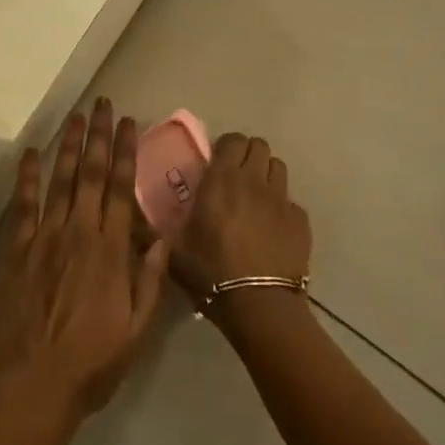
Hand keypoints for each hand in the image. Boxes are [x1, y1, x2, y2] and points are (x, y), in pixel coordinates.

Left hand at [0, 99, 170, 424]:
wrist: (32, 389)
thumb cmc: (91, 363)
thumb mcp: (138, 329)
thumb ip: (151, 278)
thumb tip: (163, 233)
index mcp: (110, 250)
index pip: (120, 188)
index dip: (124, 151)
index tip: (127, 122)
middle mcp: (78, 233)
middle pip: (90, 174)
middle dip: (97, 135)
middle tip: (100, 103)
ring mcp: (44, 239)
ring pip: (59, 181)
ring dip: (68, 146)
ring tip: (74, 116)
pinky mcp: (16, 252)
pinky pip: (23, 206)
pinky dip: (27, 177)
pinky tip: (30, 153)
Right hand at [173, 133, 311, 297]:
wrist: (258, 304)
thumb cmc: (211, 273)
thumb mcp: (175, 250)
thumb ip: (162, 228)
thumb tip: (143, 223)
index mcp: (222, 180)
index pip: (232, 140)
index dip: (226, 147)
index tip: (217, 163)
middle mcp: (254, 180)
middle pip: (259, 146)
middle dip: (248, 155)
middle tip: (236, 177)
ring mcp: (281, 199)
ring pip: (278, 167)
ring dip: (266, 175)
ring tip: (256, 197)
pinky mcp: (301, 220)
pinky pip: (291, 201)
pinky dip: (281, 207)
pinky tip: (272, 228)